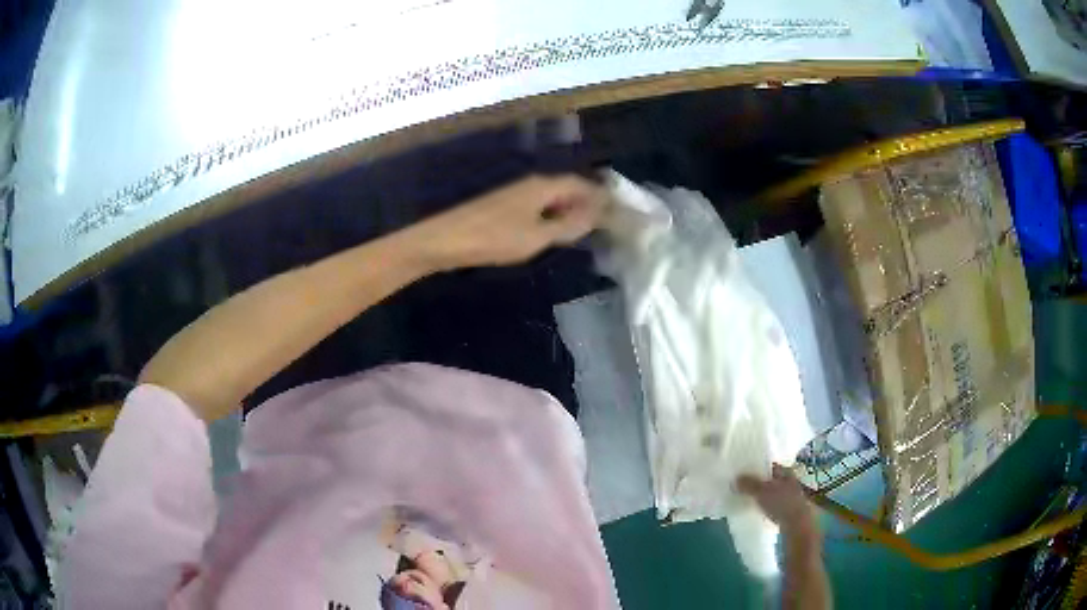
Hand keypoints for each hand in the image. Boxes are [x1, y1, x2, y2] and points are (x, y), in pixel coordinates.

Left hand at [409, 174, 606, 270]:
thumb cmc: (494, 237)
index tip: (620, 208)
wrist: (445, 240)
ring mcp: (516, 194)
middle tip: (608, 218)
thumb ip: (568, 225)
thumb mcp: (537, 235)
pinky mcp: (504, 206)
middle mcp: (531, 183)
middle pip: (567, 188)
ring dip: (571, 208)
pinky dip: (554, 214)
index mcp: (543, 186)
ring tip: (588, 225)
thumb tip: (597, 214)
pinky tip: (555, 229)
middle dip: (588, 200)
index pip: (580, 184)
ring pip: (552, 197)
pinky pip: (539, 206)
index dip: (600, 195)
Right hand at [737, 464, 819, 543]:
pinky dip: (766, 504)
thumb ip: (748, 485)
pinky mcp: (789, 509)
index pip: (769, 465)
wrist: (797, 524)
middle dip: (759, 482)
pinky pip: (774, 503)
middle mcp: (790, 480)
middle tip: (743, 486)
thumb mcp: (761, 492)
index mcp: (785, 471)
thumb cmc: (781, 503)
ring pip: (773, 491)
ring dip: (763, 494)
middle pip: (771, 479)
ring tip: (748, 498)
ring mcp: (791, 495)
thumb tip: (736, 479)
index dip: (757, 467)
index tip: (743, 472)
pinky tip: (758, 509)